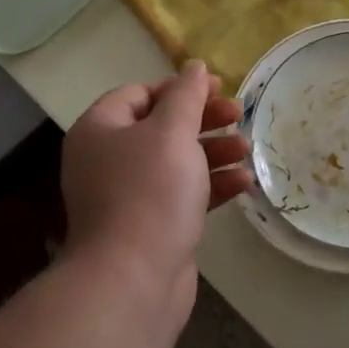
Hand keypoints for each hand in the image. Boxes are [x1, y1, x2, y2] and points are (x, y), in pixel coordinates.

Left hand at [61, 61, 250, 318]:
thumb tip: (193, 66)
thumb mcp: (172, 132)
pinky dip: (211, 185)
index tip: (217, 89)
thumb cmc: (150, 193)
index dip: (179, 88)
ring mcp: (129, 196)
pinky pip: (183, 194)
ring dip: (214, 151)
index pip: (139, 93)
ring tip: (248, 148)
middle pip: (162, 126)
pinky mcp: (151, 226)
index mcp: (101, 130)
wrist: (133, 281)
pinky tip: (244, 183)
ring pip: (177, 161)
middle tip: (240, 114)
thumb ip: (187, 95)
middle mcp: (108, 159)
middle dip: (204, 120)